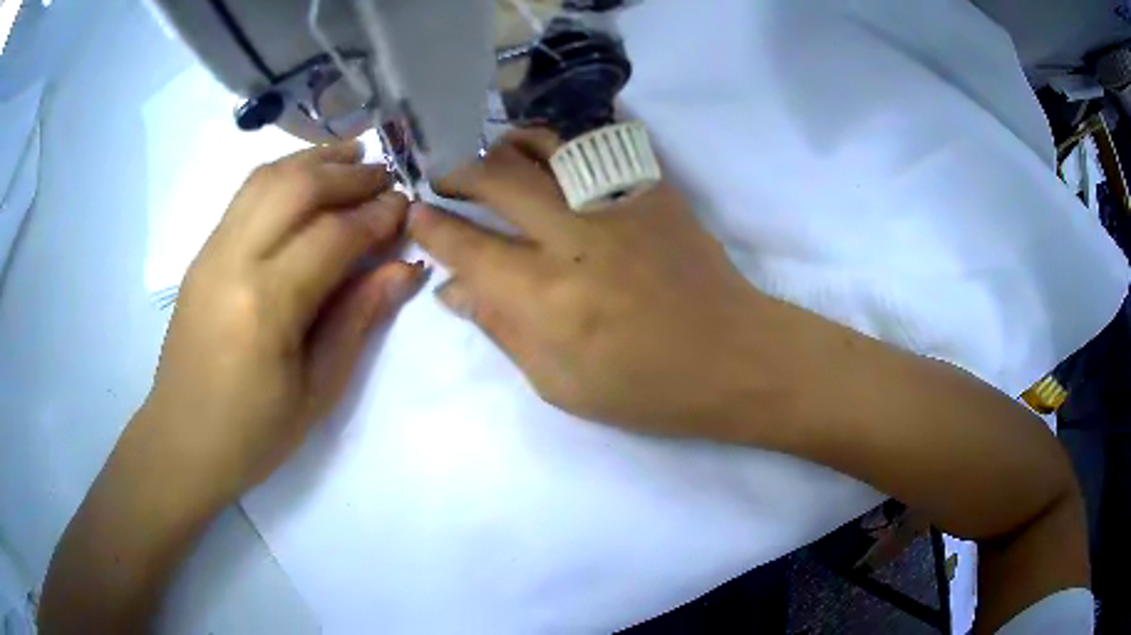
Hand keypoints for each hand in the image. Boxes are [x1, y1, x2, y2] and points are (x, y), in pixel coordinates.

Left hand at [144, 142, 424, 503]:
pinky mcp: (202, 253)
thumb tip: (404, 268)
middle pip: (297, 188)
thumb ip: (358, 319)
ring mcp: (211, 251)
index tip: (407, 206)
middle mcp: (234, 261)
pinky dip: (283, 174)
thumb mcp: (317, 390)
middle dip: (348, 174)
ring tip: (352, 156)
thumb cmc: (254, 432)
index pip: (332, 236)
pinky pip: (245, 195)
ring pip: (267, 179)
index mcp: (266, 306)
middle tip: (386, 176)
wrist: (182, 440)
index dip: (376, 215)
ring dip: (314, 160)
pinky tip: (306, 177)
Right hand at [410, 129, 778, 435]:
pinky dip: (563, 140)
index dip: (432, 226)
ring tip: (495, 161)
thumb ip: (501, 329)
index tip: (416, 214)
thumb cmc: (646, 387)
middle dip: (458, 173)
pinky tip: (552, 153)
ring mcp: (617, 203)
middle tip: (446, 182)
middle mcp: (574, 237)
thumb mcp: (560, 384)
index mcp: (546, 297)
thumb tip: (452, 290)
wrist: (733, 356)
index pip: (466, 245)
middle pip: (496, 177)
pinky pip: (599, 142)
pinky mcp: (652, 188)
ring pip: (544, 144)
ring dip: (506, 146)